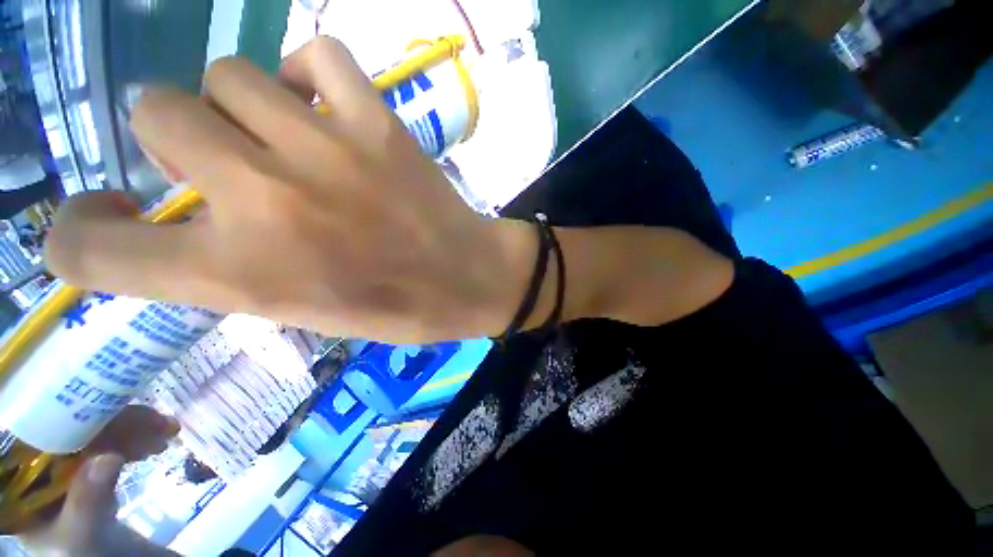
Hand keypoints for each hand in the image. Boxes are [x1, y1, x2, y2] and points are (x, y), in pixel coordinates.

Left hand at [19, 406, 180, 556]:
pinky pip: (110, 441)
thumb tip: (109, 457)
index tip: (115, 404)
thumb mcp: (81, 535)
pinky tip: (157, 441)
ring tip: (168, 429)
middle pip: (76, 426)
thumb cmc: (84, 551)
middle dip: (120, 420)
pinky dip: (136, 438)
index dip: (76, 414)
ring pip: (98, 430)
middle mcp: (39, 461)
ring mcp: (64, 461)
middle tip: (159, 420)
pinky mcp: (86, 463)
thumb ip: (86, 503)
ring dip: (135, 427)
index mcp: (21, 473)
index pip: (43, 430)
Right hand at [45, 37, 532, 343]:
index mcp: (241, 273)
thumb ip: (227, 267)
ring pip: (227, 74)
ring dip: (241, 105)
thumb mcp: (299, 308)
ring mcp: (326, 149)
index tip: (103, 222)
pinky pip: (317, 55)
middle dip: (177, 136)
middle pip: (155, 111)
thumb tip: (181, 215)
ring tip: (284, 139)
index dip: (80, 235)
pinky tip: (329, 110)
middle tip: (225, 162)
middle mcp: (265, 199)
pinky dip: (308, 76)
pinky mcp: (380, 124)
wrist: (467, 278)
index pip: (93, 249)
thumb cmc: (397, 305)